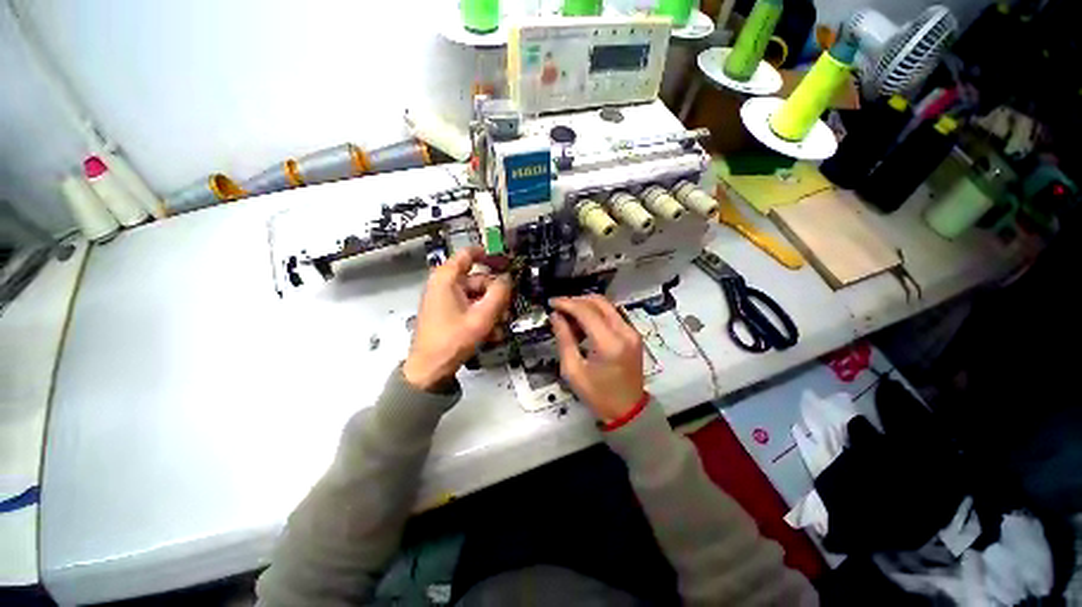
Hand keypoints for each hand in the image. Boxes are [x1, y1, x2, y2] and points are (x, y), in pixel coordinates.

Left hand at [403, 247, 511, 390]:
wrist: (429, 370)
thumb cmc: (453, 339)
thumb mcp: (482, 316)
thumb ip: (499, 294)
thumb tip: (508, 278)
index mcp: (447, 278)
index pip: (469, 254)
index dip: (490, 255)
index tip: (508, 263)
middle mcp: (444, 284)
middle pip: (478, 280)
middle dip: (496, 295)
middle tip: (510, 309)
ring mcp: (444, 300)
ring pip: (476, 297)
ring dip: (492, 309)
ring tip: (501, 327)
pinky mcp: (446, 313)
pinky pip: (469, 308)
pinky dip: (482, 317)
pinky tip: (491, 334)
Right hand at [549, 295, 644, 422]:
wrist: (628, 411)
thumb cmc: (597, 395)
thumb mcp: (573, 370)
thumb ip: (564, 339)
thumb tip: (556, 316)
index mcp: (609, 343)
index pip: (586, 311)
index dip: (566, 303)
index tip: (551, 303)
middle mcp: (624, 332)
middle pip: (598, 302)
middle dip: (576, 301)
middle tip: (559, 308)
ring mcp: (632, 332)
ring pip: (606, 306)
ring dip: (586, 307)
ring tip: (569, 318)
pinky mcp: (633, 335)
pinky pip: (612, 315)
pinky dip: (596, 314)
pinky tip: (583, 325)